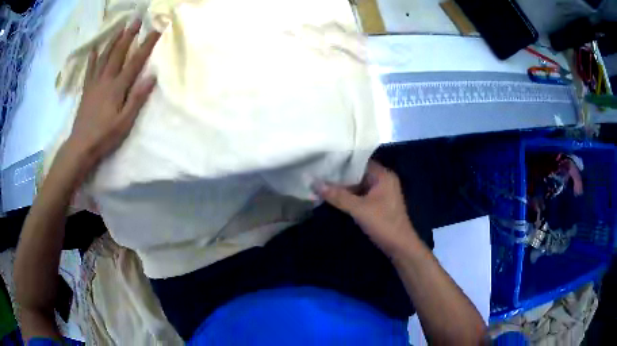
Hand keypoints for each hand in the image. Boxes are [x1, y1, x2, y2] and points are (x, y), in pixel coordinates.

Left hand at [66, 20, 160, 171]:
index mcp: (117, 87)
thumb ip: (137, 98)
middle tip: (136, 20)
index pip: (135, 61)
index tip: (156, 30)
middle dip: (129, 35)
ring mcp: (94, 83)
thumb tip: (152, 76)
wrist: (81, 147)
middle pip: (118, 52)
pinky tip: (95, 49)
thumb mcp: (125, 122)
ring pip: (104, 57)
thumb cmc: (105, 137)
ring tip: (120, 28)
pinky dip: (92, 58)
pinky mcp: (86, 90)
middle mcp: (106, 80)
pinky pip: (90, 69)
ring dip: (113, 41)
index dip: (146, 45)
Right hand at [316, 160, 417, 256]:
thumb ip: (337, 196)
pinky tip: (332, 196)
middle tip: (318, 173)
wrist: (400, 247)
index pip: (359, 162)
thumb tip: (314, 183)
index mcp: (383, 176)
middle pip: (357, 173)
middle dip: (339, 176)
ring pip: (358, 185)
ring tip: (321, 183)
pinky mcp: (377, 204)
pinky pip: (360, 195)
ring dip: (342, 187)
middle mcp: (383, 181)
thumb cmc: (383, 224)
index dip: (341, 161)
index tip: (323, 161)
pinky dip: (348, 196)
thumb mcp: (359, 209)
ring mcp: (381, 193)